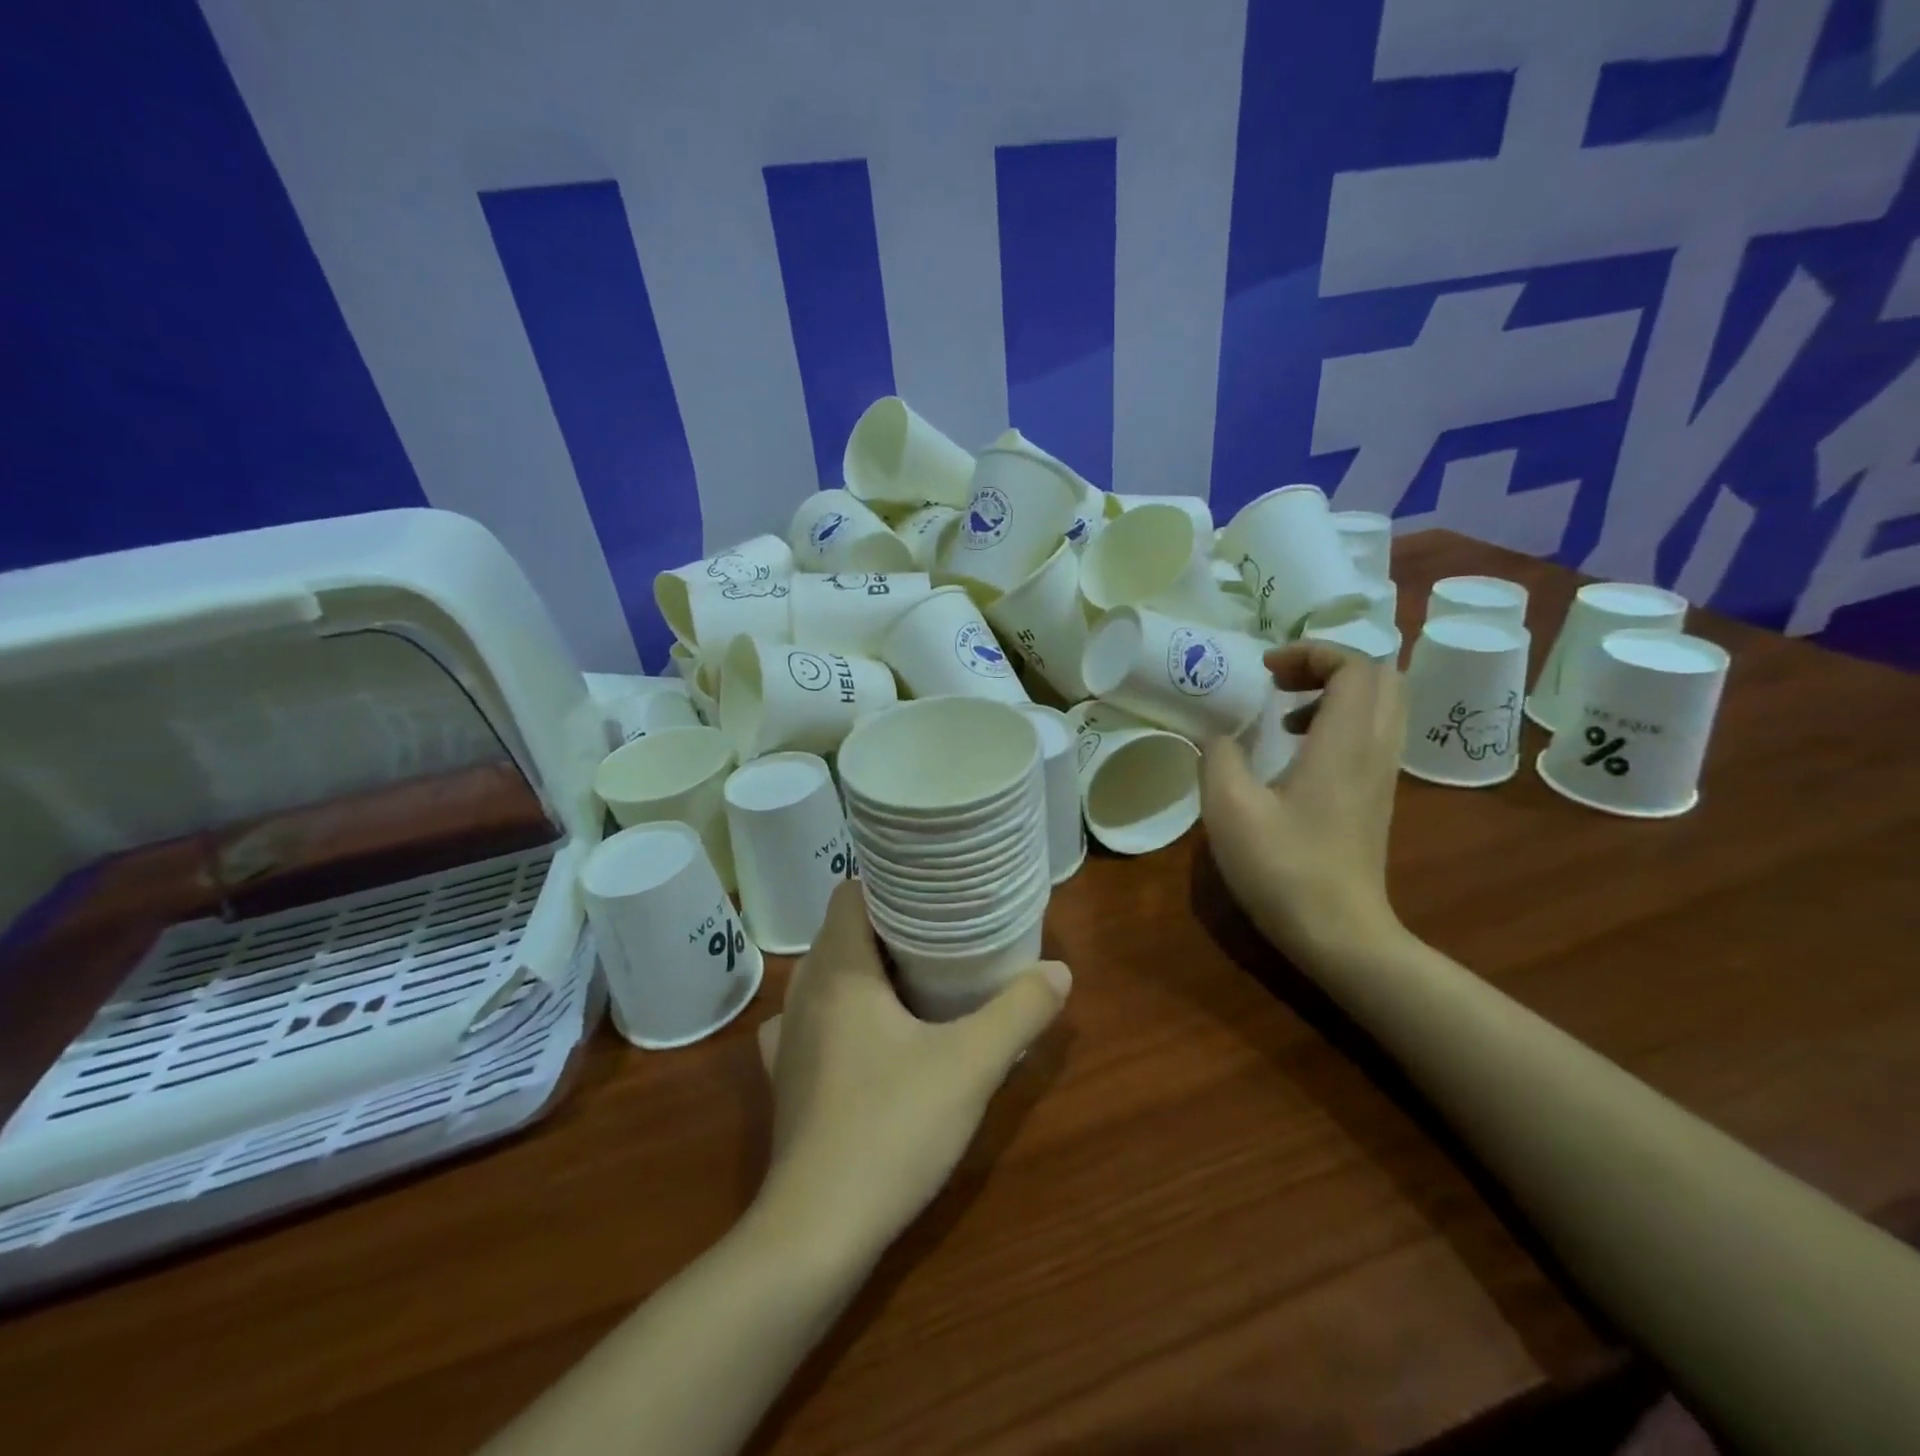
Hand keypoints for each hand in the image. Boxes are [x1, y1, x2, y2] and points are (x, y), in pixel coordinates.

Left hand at [753, 882, 1069, 1260]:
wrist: (816, 1230)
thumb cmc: (891, 1127)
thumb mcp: (971, 1065)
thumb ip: (1020, 1011)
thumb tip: (1059, 970)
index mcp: (837, 969)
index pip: (851, 892)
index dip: (891, 883)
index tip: (935, 892)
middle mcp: (803, 991)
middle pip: (844, 931)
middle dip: (892, 926)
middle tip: (945, 932)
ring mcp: (787, 1036)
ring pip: (829, 975)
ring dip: (869, 969)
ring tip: (919, 977)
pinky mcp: (786, 1076)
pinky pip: (816, 1019)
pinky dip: (844, 1011)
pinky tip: (874, 1034)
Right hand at [1201, 641, 1406, 960]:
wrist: (1339, 933)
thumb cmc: (1283, 868)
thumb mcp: (1229, 809)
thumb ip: (1218, 757)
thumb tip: (1220, 735)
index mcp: (1345, 743)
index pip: (1355, 665)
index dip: (1311, 652)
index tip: (1265, 670)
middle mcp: (1375, 749)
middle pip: (1379, 677)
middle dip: (1328, 665)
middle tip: (1279, 682)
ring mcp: (1383, 774)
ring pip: (1381, 705)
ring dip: (1335, 692)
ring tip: (1284, 713)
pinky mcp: (1378, 796)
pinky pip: (1373, 733)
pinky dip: (1340, 721)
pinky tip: (1296, 752)